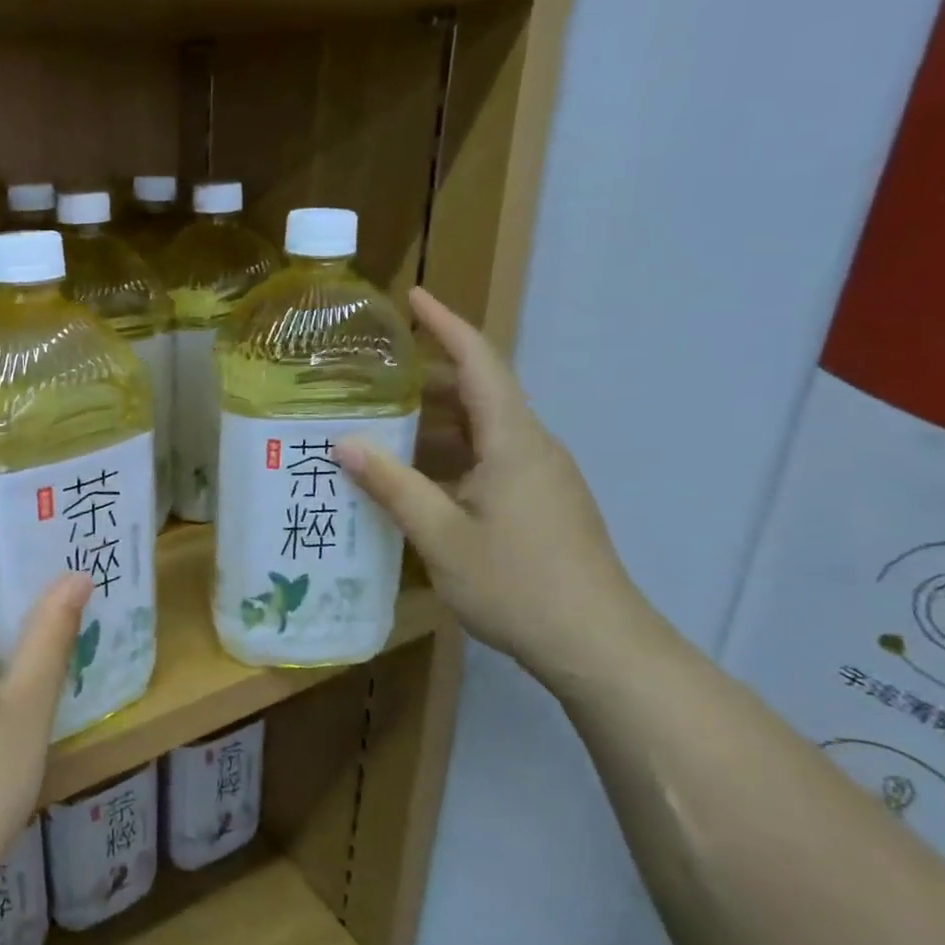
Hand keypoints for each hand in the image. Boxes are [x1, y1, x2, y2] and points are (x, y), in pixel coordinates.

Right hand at [335, 288, 661, 684]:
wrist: (599, 647)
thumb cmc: (518, 584)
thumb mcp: (442, 535)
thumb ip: (393, 485)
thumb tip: (344, 443)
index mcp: (514, 441)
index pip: (479, 362)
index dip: (446, 325)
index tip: (413, 297)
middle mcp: (531, 447)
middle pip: (480, 393)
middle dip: (429, 378)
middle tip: (374, 376)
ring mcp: (541, 478)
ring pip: (483, 432)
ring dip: (436, 425)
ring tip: (382, 428)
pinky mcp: (541, 505)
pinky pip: (490, 462)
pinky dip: (451, 458)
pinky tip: (416, 482)